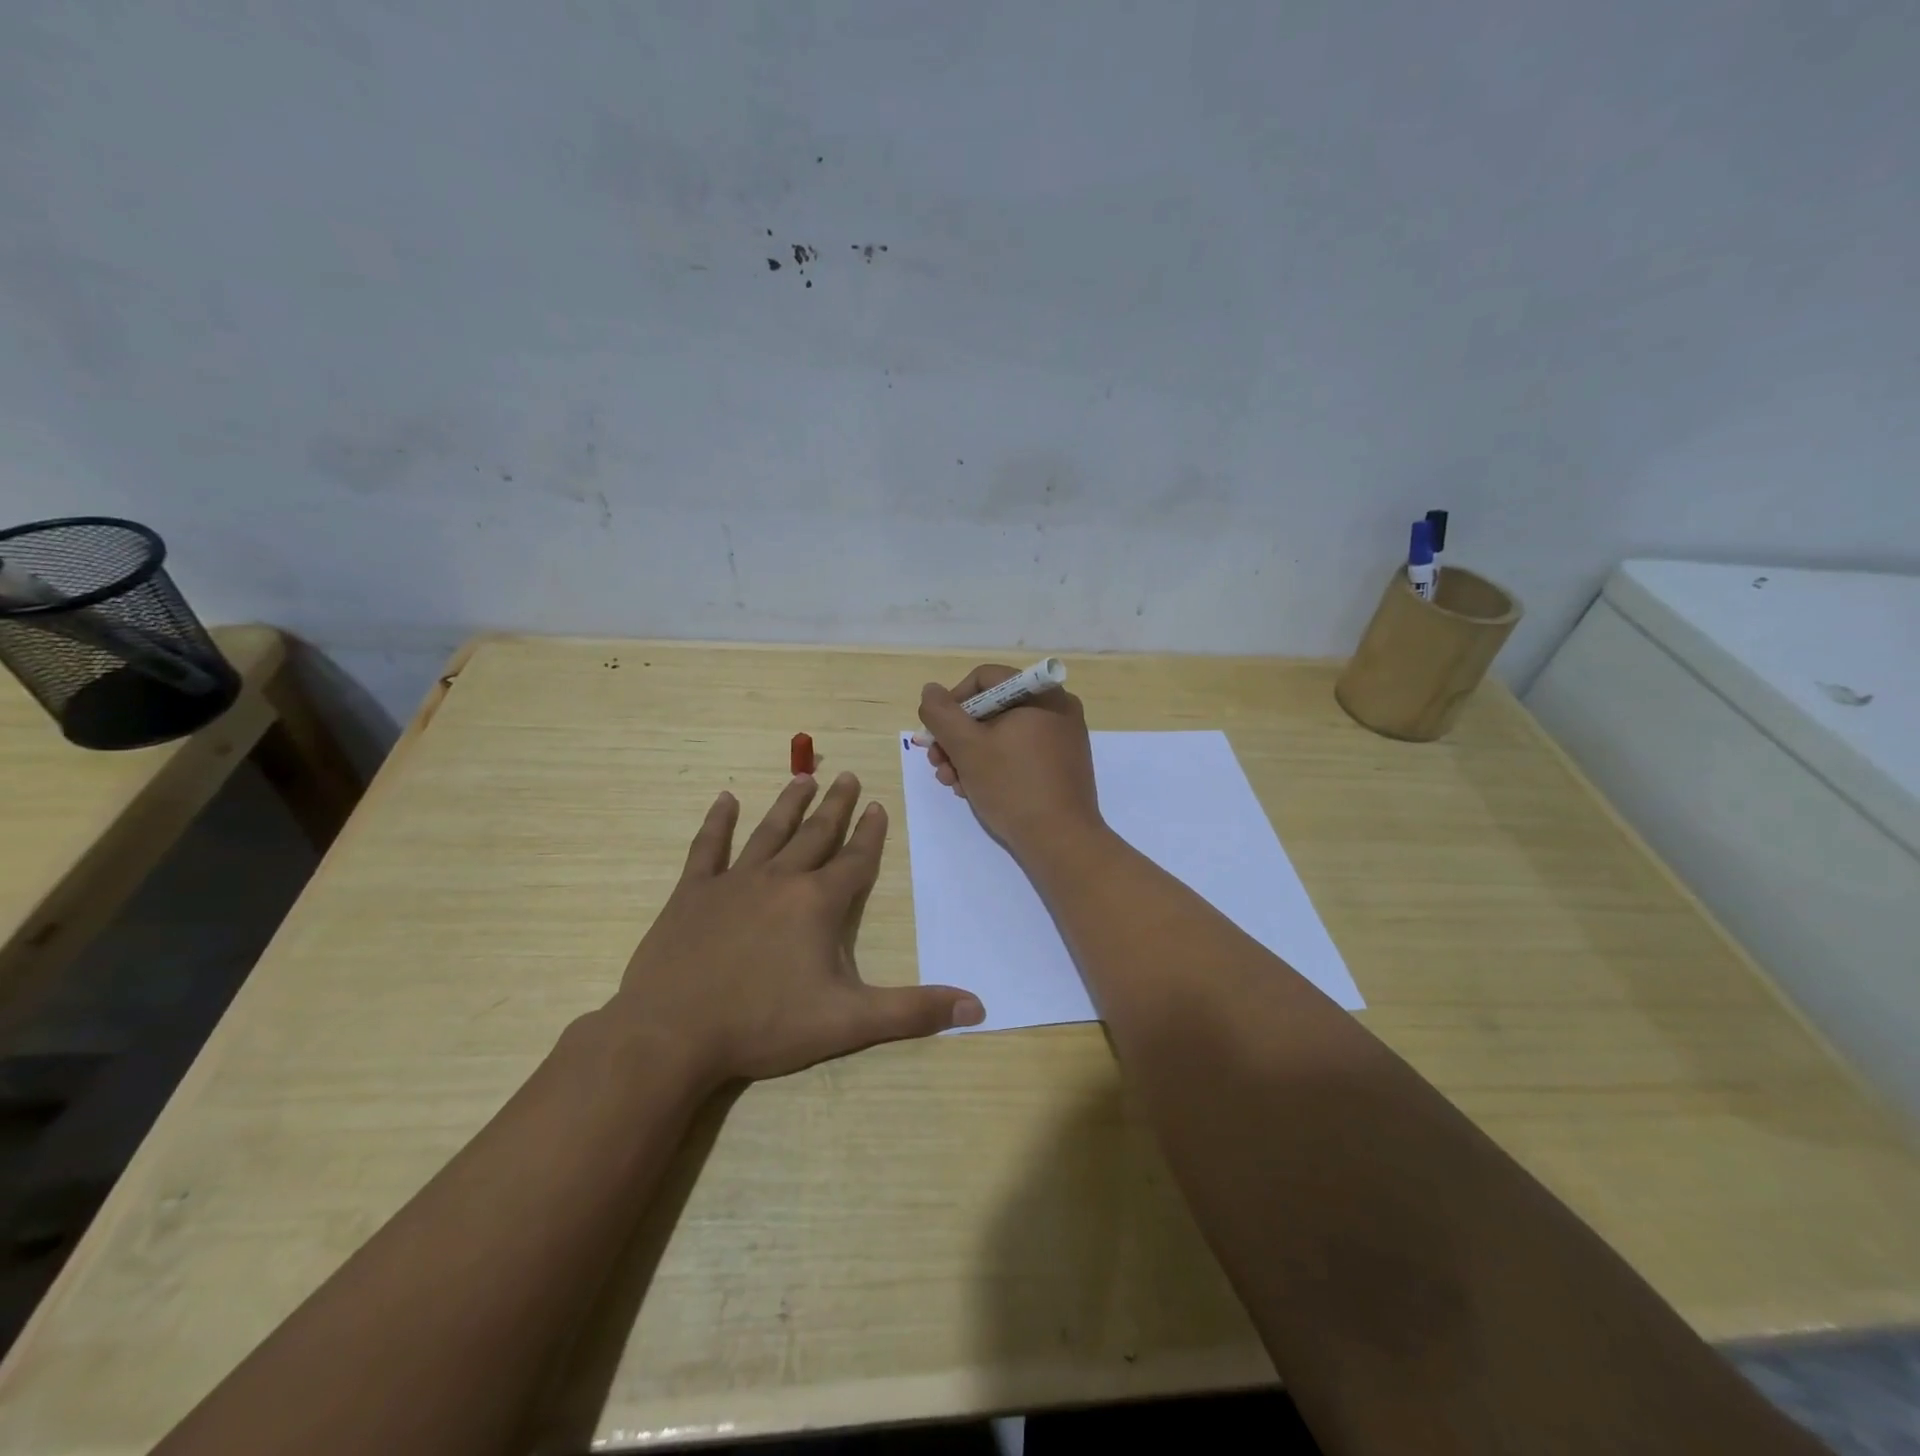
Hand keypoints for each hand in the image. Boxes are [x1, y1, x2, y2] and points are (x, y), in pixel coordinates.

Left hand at [609, 772, 983, 1084]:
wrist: (671, 1034)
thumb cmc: (764, 1025)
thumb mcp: (848, 1022)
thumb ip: (913, 1012)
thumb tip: (978, 1008)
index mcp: (818, 904)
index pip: (855, 860)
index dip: (870, 834)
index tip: (879, 806)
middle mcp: (780, 880)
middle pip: (816, 834)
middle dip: (836, 806)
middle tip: (848, 776)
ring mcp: (733, 882)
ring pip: (769, 832)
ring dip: (788, 803)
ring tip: (804, 777)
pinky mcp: (692, 894)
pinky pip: (708, 848)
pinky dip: (717, 823)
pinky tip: (725, 800)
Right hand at [917, 664, 1103, 860]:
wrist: (1061, 842)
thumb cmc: (1013, 787)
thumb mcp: (967, 747)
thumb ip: (942, 714)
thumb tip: (930, 690)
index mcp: (1041, 694)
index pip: (984, 679)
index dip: (952, 703)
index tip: (936, 734)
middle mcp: (1057, 709)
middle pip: (992, 708)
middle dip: (957, 737)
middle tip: (938, 764)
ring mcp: (1062, 739)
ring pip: (1003, 734)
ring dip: (969, 755)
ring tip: (952, 783)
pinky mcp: (1061, 766)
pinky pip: (1020, 753)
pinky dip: (994, 766)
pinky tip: (974, 790)